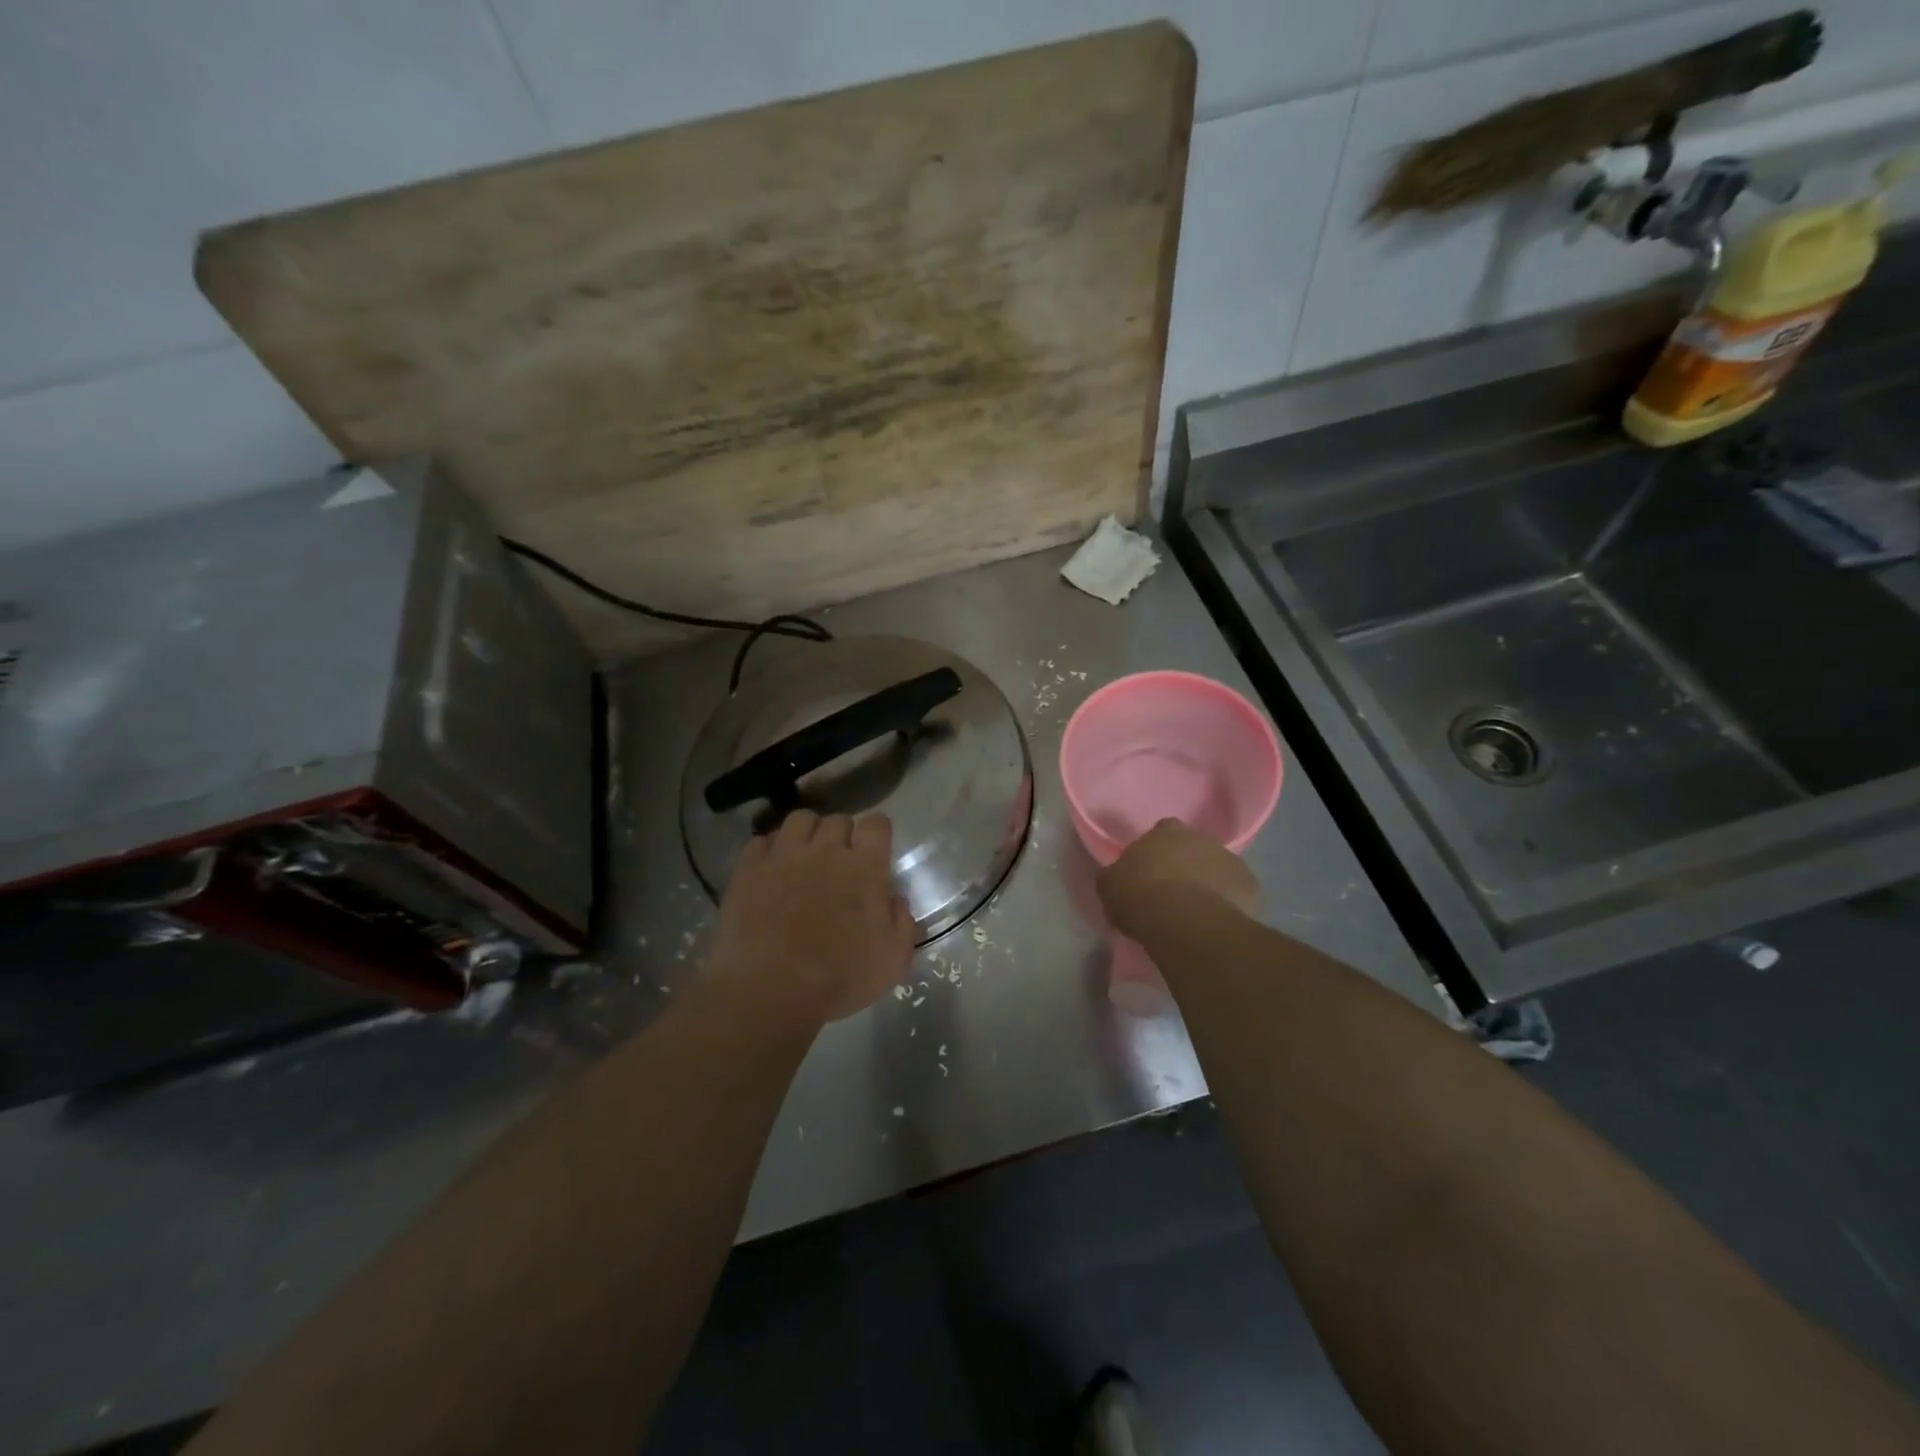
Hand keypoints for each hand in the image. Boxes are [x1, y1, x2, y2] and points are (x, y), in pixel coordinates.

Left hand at [706, 810, 914, 1023]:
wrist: (769, 991)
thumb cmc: (839, 980)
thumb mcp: (892, 961)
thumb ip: (901, 923)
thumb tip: (895, 900)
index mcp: (865, 868)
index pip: (876, 824)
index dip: (877, 832)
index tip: (875, 849)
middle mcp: (825, 851)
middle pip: (838, 820)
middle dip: (842, 835)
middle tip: (839, 862)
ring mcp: (784, 856)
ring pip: (799, 819)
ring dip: (807, 833)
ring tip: (804, 856)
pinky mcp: (749, 869)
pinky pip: (761, 840)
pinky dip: (770, 849)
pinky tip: (771, 870)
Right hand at [1096, 818, 1258, 939]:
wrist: (1187, 924)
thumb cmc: (1141, 898)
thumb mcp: (1109, 886)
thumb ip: (1115, 875)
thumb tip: (1117, 876)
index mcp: (1166, 831)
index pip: (1161, 831)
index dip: (1156, 851)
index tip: (1149, 872)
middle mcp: (1202, 838)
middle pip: (1193, 848)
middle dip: (1185, 864)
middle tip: (1172, 892)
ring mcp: (1232, 861)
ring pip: (1218, 869)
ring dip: (1209, 883)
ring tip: (1196, 912)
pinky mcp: (1252, 888)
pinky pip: (1238, 894)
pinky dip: (1229, 903)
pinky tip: (1217, 922)